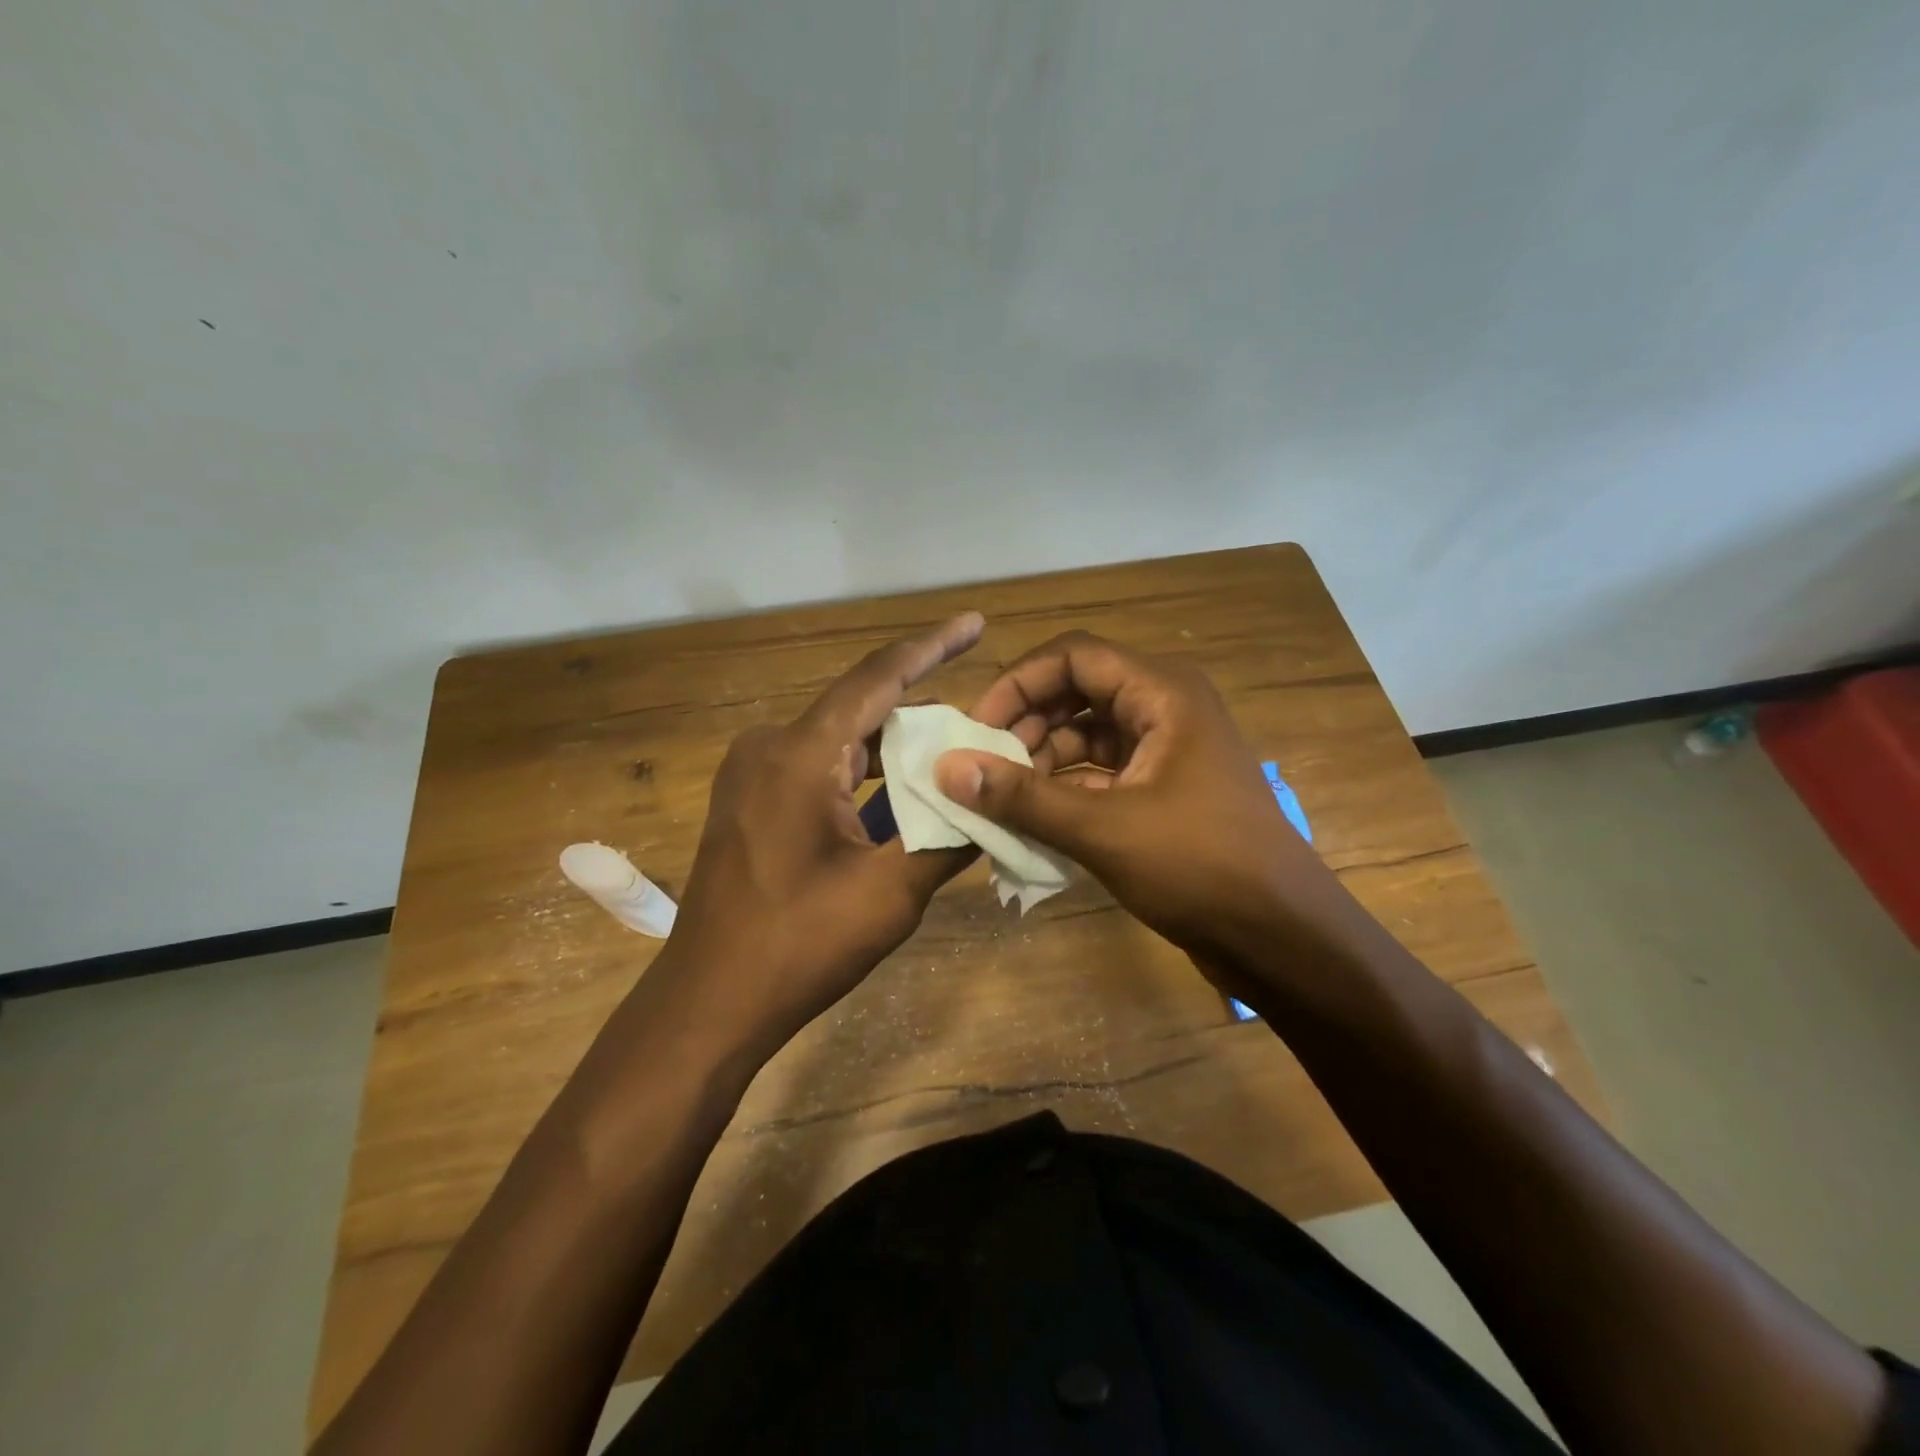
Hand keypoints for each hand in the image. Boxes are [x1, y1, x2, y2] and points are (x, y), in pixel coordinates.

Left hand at [648, 614, 983, 1062]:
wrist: (709, 1002)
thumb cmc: (799, 945)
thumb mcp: (890, 894)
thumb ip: (948, 838)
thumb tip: (999, 800)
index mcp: (800, 755)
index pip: (877, 679)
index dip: (931, 647)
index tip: (973, 624)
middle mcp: (769, 747)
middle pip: (859, 709)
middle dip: (919, 711)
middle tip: (977, 723)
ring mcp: (750, 774)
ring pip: (837, 741)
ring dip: (890, 749)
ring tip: (946, 760)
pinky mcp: (747, 801)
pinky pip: (815, 767)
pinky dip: (859, 775)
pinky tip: (894, 796)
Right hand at [934, 631, 1357, 984]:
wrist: (1280, 937)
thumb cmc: (1200, 868)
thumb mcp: (1103, 829)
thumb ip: (1022, 796)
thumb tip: (946, 768)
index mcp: (1162, 694)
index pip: (1074, 657)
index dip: (1019, 684)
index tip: (977, 728)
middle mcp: (1164, 709)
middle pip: (1077, 692)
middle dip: (1026, 724)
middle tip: (983, 767)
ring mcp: (1165, 752)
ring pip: (1086, 736)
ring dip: (1041, 761)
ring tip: (1001, 798)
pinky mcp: (1162, 791)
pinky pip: (1100, 774)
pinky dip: (1064, 790)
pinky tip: (1031, 820)